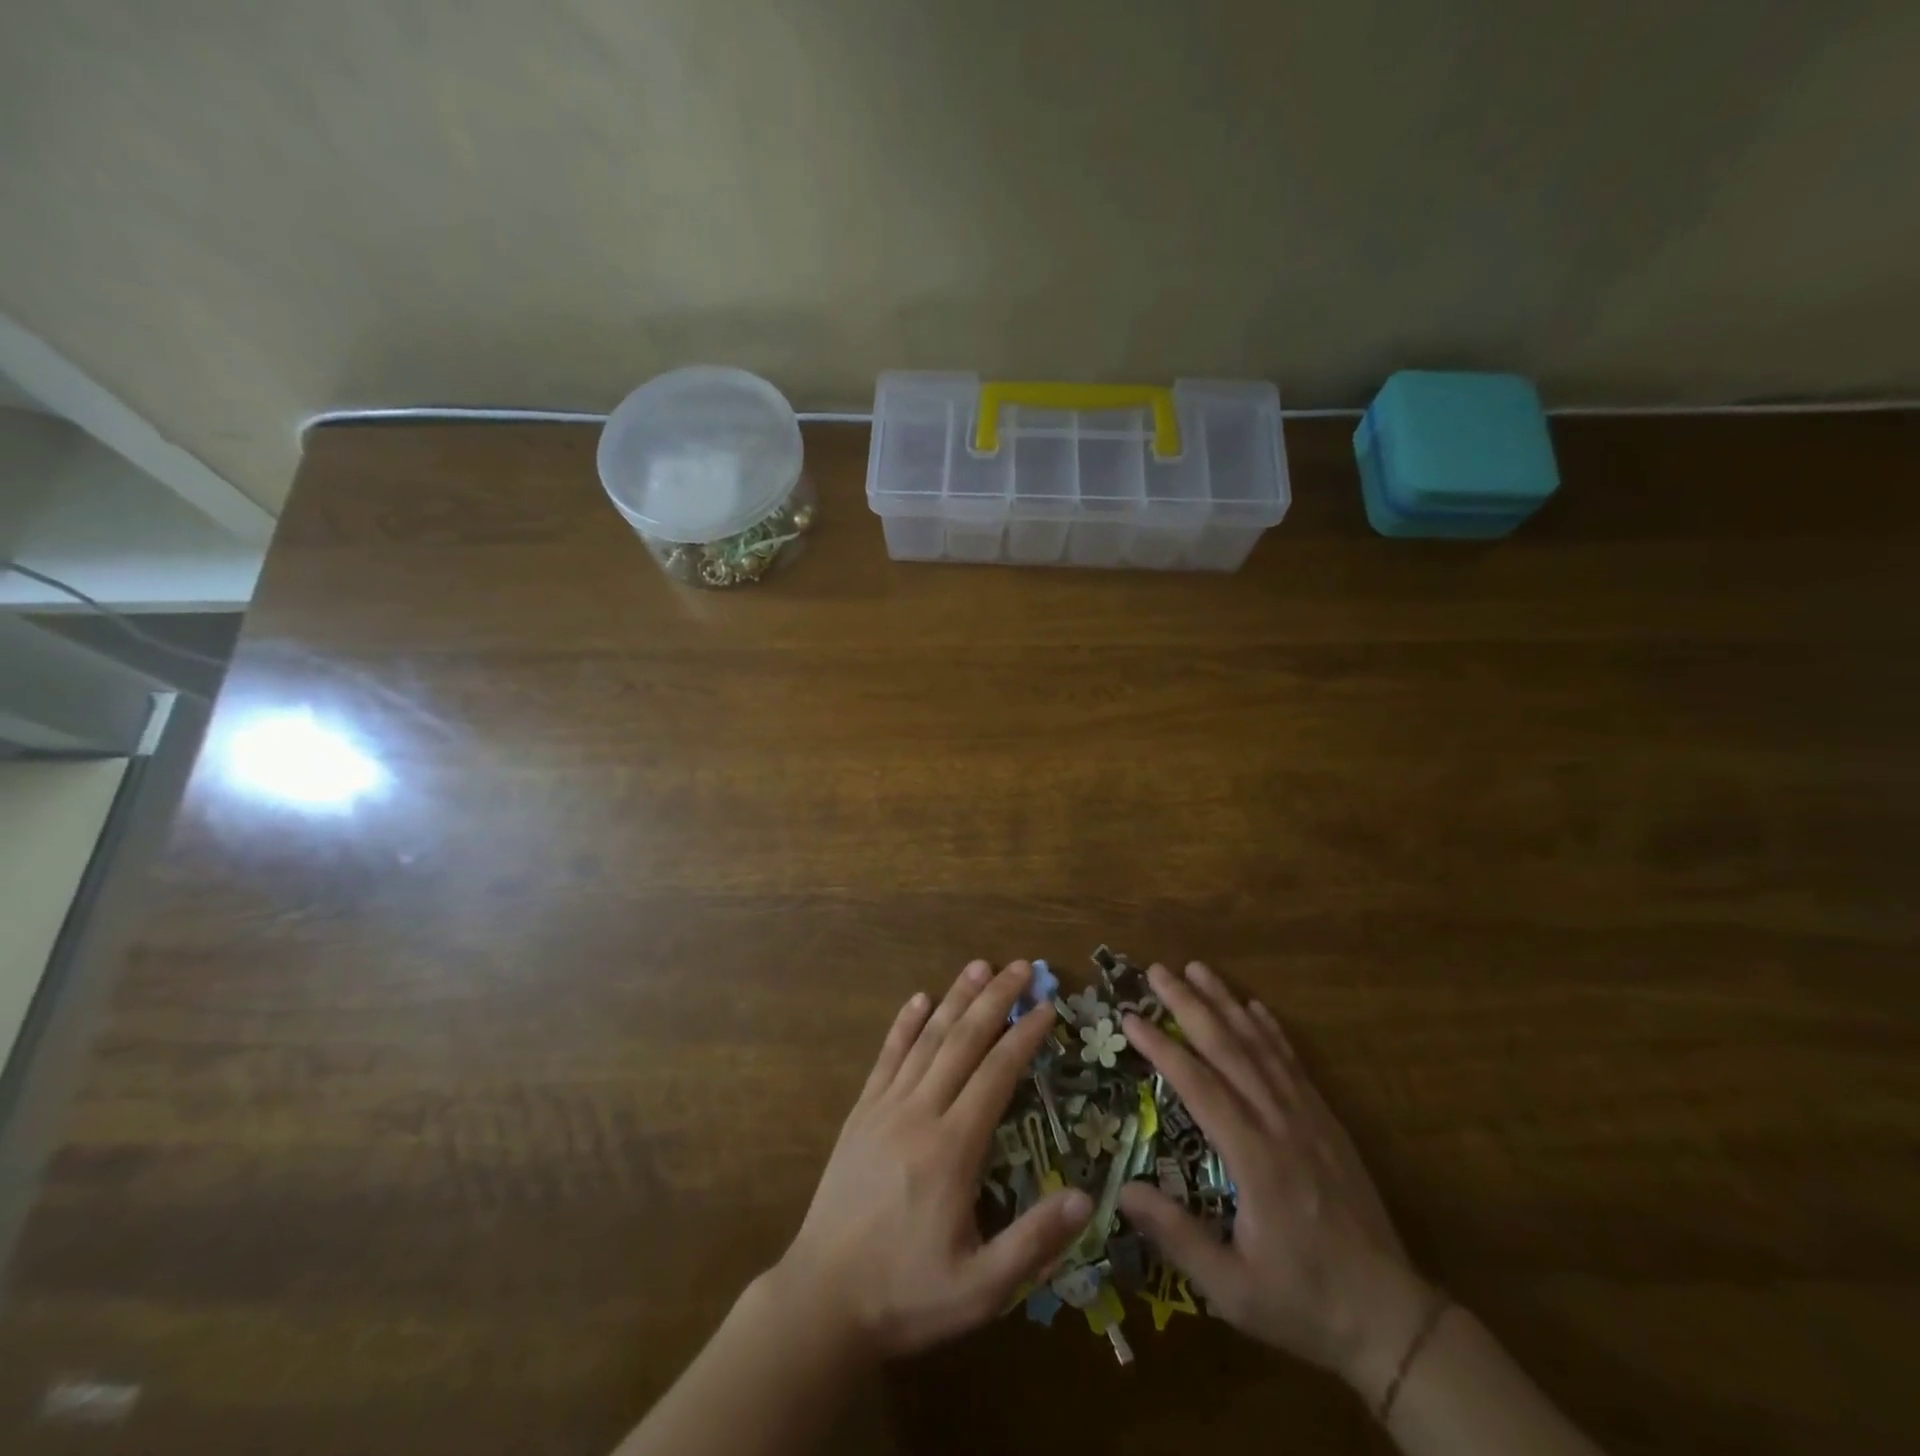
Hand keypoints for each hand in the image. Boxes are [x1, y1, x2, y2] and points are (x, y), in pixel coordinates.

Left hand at [773, 960, 1092, 1360]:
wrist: (821, 1300)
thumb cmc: (905, 1294)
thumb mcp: (981, 1289)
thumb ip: (1034, 1243)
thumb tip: (1085, 1198)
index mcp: (953, 1149)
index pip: (997, 1074)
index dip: (1024, 1036)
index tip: (1047, 1007)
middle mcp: (919, 1113)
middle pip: (963, 1041)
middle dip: (995, 1000)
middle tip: (1020, 967)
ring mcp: (885, 1108)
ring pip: (926, 1040)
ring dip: (954, 999)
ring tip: (978, 966)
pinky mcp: (860, 1114)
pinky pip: (886, 1057)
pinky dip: (904, 1025)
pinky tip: (917, 999)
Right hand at [1117, 962, 1434, 1401]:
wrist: (1390, 1318)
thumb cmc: (1303, 1302)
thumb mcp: (1232, 1290)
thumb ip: (1177, 1237)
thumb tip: (1122, 1190)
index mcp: (1255, 1159)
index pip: (1199, 1086)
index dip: (1161, 1047)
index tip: (1131, 1017)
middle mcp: (1280, 1124)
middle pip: (1229, 1049)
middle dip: (1190, 1005)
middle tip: (1158, 970)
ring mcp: (1309, 1117)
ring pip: (1261, 1046)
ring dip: (1226, 1003)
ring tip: (1198, 969)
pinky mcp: (1327, 1121)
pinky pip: (1294, 1063)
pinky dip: (1271, 1029)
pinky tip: (1254, 1006)